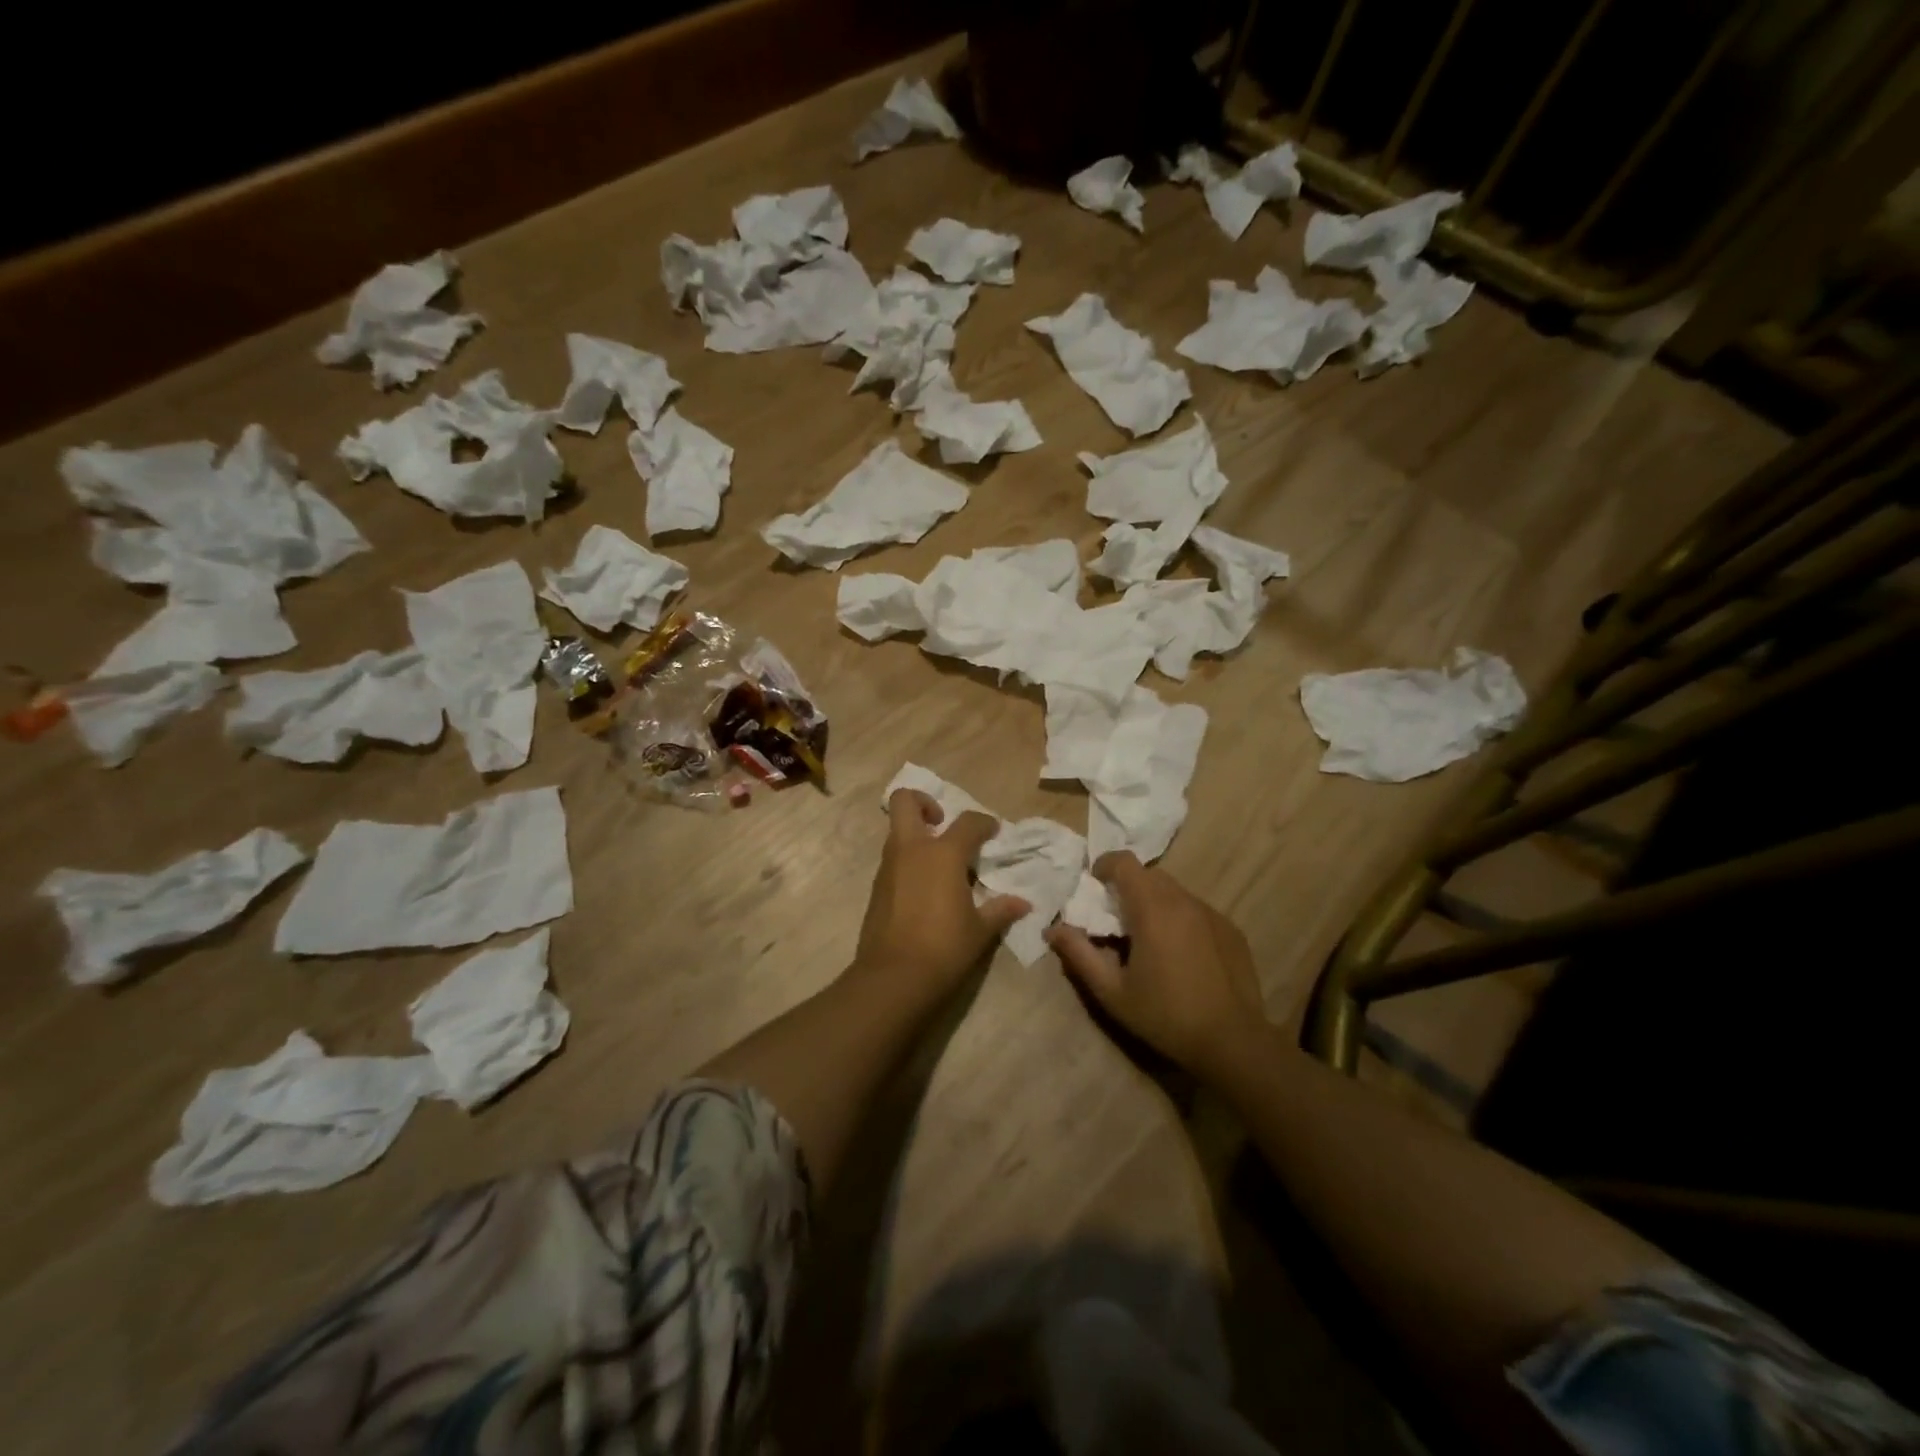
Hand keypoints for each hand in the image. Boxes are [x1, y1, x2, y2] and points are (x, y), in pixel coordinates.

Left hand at [854, 790, 1029, 999]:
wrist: (892, 978)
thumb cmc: (944, 948)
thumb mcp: (980, 931)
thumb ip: (1000, 910)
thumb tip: (1022, 903)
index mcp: (942, 854)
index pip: (968, 823)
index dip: (984, 823)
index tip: (993, 832)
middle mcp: (911, 850)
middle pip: (905, 801)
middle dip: (924, 802)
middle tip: (943, 824)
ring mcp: (889, 867)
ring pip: (897, 831)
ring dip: (916, 836)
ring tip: (941, 864)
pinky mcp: (876, 888)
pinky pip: (893, 860)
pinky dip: (909, 863)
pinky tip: (926, 889)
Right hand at [1044, 853, 1266, 1082]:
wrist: (1233, 1042)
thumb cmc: (1165, 1016)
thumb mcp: (1112, 992)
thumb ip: (1079, 955)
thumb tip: (1052, 929)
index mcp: (1152, 909)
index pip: (1124, 862)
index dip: (1104, 866)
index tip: (1094, 888)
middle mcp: (1183, 901)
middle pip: (1149, 875)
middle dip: (1128, 888)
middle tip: (1116, 921)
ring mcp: (1211, 913)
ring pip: (1174, 891)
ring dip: (1154, 903)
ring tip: (1148, 941)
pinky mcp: (1231, 929)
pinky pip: (1196, 910)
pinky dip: (1180, 919)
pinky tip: (1181, 956)